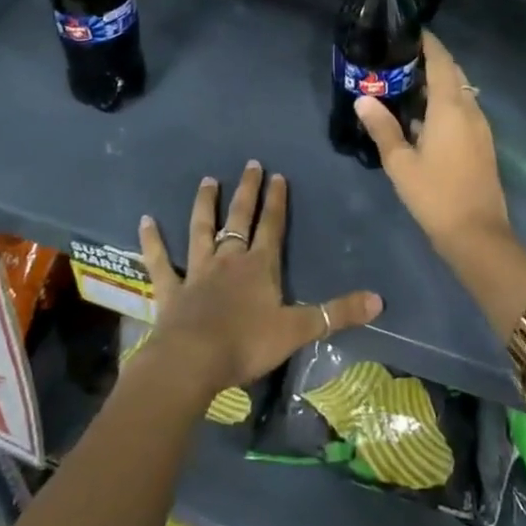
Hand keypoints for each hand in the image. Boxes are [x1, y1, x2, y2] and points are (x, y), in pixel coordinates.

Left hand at [136, 161, 382, 397]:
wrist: (193, 361)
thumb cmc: (246, 344)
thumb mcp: (298, 330)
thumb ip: (337, 314)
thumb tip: (380, 300)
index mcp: (259, 267)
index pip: (272, 226)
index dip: (277, 202)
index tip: (278, 176)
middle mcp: (228, 260)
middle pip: (239, 219)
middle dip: (247, 192)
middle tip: (250, 165)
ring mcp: (197, 271)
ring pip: (201, 229)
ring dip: (205, 205)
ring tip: (208, 180)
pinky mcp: (171, 289)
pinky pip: (160, 260)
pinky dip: (152, 240)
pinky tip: (145, 220)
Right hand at [355, 30, 511, 257]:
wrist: (478, 235)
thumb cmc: (435, 195)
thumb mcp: (400, 163)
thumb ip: (382, 127)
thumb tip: (363, 98)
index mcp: (451, 107)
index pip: (441, 61)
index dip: (428, 43)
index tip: (408, 31)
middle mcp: (470, 109)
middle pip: (453, 73)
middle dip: (431, 61)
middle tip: (399, 59)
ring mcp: (480, 127)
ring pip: (460, 92)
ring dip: (438, 83)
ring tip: (405, 85)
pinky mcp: (482, 143)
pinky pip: (463, 110)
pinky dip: (445, 103)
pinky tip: (422, 118)